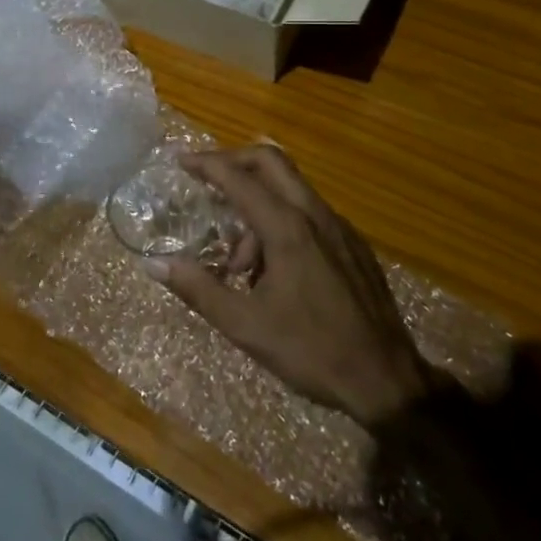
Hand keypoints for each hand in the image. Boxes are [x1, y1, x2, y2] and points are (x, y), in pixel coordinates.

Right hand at [151, 144, 434, 427]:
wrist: (386, 379)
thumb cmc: (311, 351)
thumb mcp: (245, 326)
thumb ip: (198, 288)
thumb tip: (153, 262)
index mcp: (287, 228)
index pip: (239, 178)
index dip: (206, 164)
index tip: (181, 161)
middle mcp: (315, 215)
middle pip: (271, 161)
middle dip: (234, 162)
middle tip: (207, 182)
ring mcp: (339, 227)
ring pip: (291, 189)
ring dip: (257, 205)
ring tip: (240, 264)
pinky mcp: (353, 244)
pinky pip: (309, 212)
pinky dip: (281, 220)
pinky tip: (274, 269)